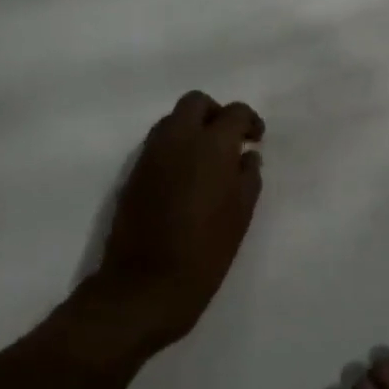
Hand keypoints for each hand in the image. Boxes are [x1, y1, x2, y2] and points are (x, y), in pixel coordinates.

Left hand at [79, 90, 264, 356]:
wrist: (143, 286)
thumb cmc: (204, 254)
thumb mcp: (240, 217)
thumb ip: (247, 178)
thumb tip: (247, 157)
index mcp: (210, 146)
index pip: (234, 112)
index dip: (249, 121)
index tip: (255, 140)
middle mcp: (177, 140)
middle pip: (196, 103)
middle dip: (216, 114)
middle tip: (230, 142)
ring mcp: (150, 154)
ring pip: (173, 120)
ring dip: (192, 129)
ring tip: (208, 162)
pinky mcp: (133, 173)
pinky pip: (158, 144)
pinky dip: (175, 148)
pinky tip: (186, 179)